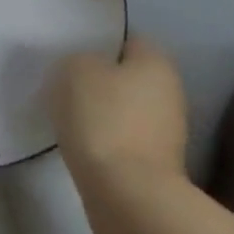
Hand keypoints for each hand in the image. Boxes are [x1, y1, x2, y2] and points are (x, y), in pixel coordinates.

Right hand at [54, 36, 188, 198]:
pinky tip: (79, 140)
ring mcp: (166, 132)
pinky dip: (102, 137)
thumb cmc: (103, 118)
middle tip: (64, 81)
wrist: (126, 194)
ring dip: (99, 109)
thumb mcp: (75, 69)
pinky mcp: (154, 164)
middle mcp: (170, 93)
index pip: (127, 39)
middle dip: (99, 78)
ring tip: (66, 112)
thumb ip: (78, 59)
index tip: (70, 52)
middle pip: (127, 75)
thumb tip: (85, 69)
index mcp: (157, 62)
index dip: (98, 42)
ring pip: (123, 107)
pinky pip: (121, 136)